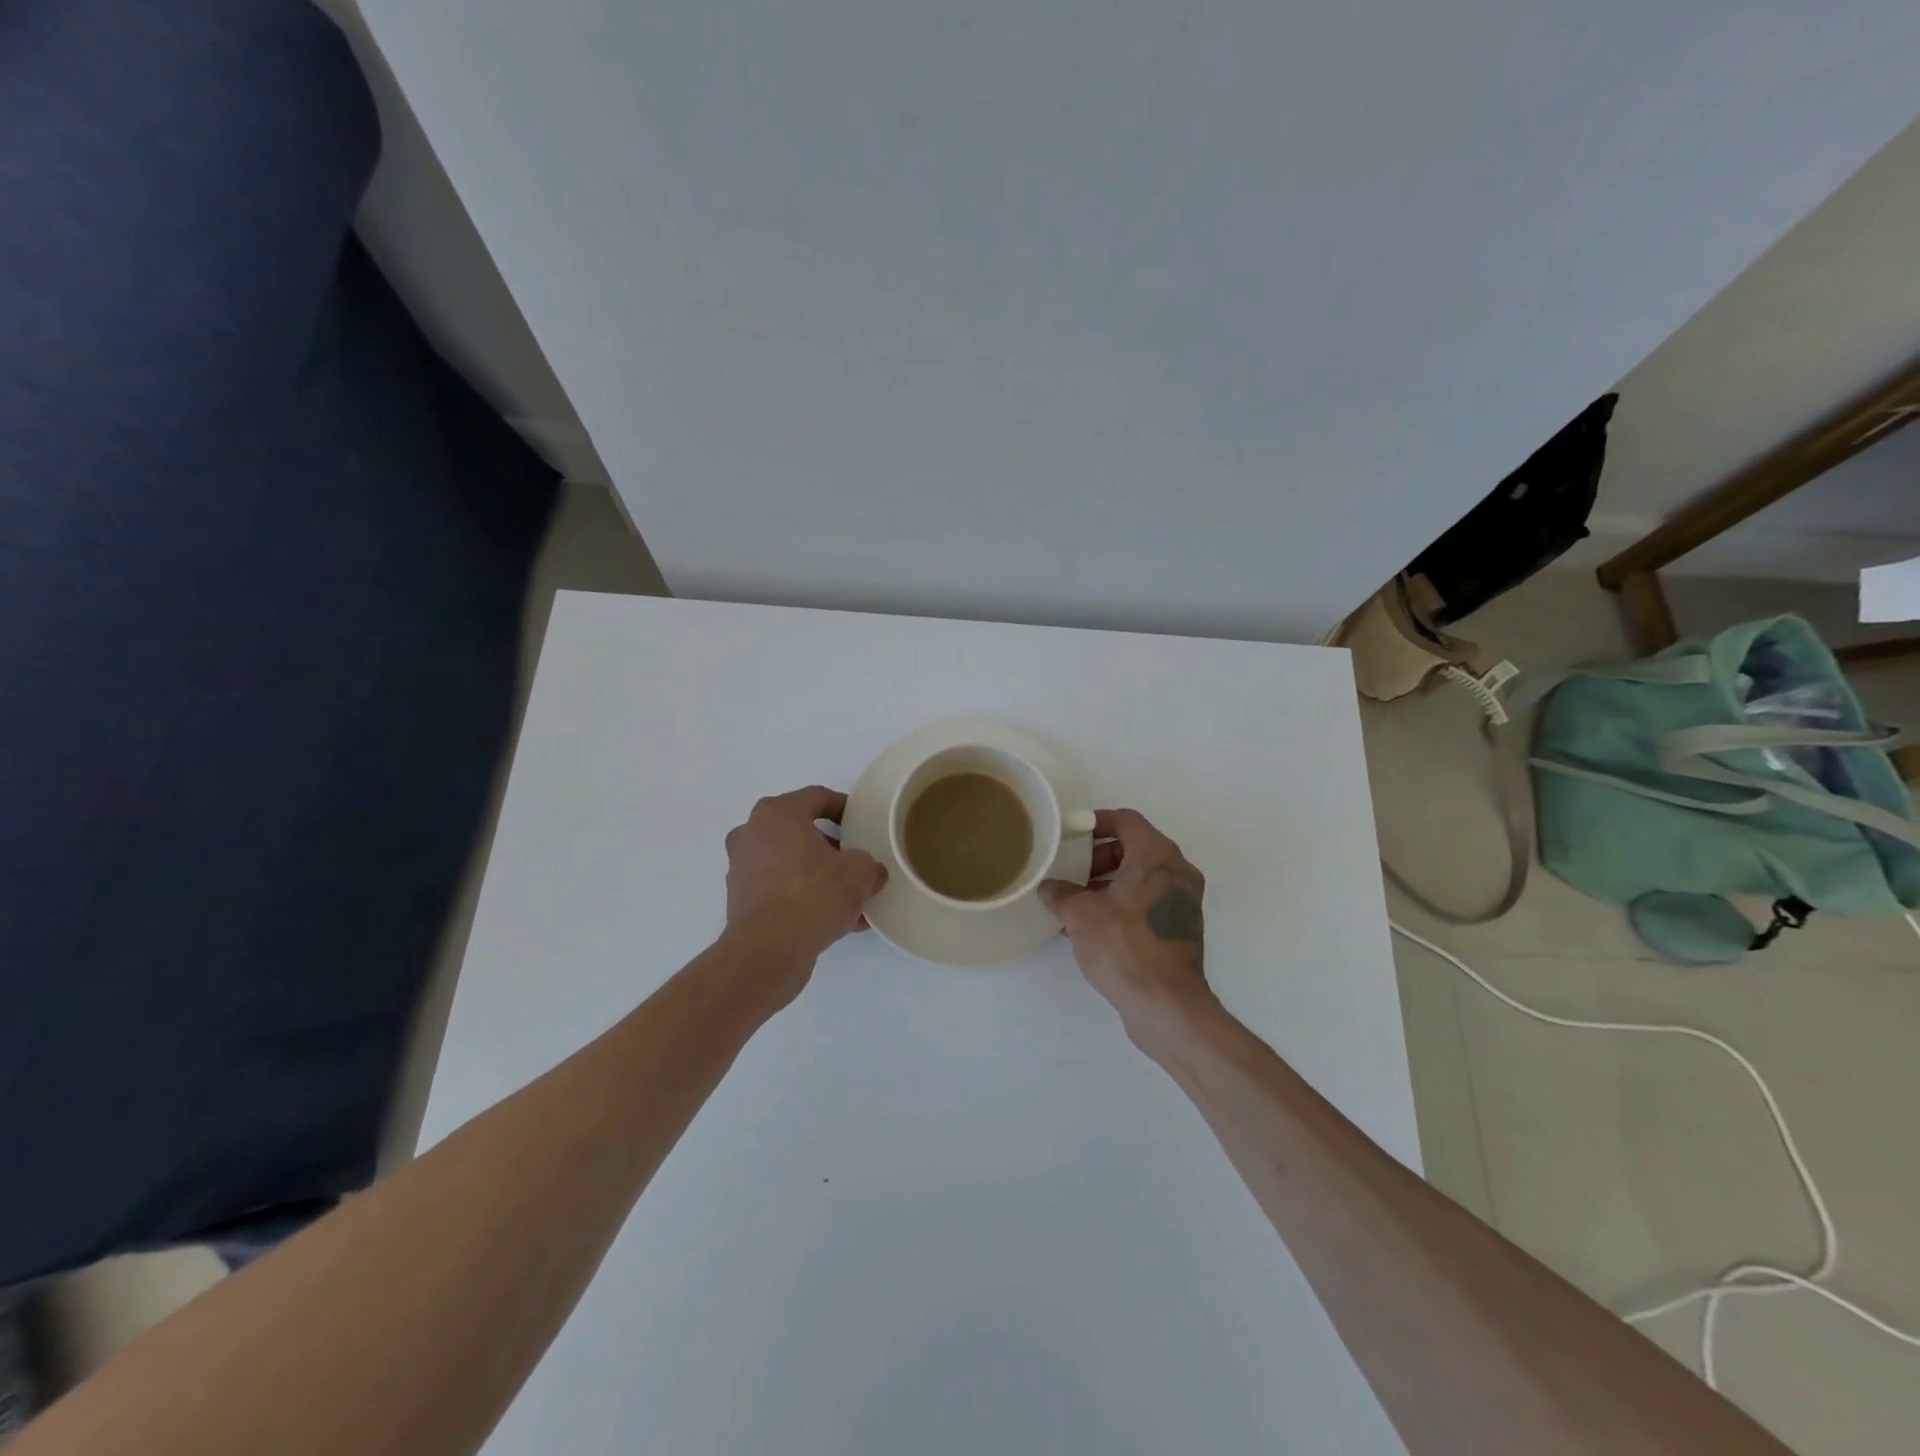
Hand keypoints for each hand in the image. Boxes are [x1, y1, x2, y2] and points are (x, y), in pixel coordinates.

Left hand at [724, 786, 886, 983]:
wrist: (769, 951)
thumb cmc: (814, 894)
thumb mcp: (859, 873)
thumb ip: (869, 864)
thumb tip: (870, 872)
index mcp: (776, 813)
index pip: (817, 797)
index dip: (845, 807)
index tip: (862, 824)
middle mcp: (752, 834)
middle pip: (801, 832)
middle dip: (832, 848)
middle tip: (857, 863)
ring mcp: (742, 868)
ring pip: (792, 864)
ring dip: (820, 876)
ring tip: (852, 900)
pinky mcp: (741, 901)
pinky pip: (782, 890)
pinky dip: (805, 898)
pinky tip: (836, 921)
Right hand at [1038, 809, 1212, 1034]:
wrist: (1166, 1005)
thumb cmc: (1124, 946)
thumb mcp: (1080, 914)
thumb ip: (1061, 893)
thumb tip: (1050, 888)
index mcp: (1157, 855)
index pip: (1126, 820)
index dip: (1096, 821)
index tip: (1071, 834)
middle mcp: (1177, 871)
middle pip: (1134, 847)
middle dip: (1099, 857)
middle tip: (1071, 873)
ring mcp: (1183, 901)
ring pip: (1140, 877)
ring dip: (1108, 884)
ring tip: (1074, 904)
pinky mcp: (1181, 928)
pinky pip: (1147, 902)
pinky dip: (1122, 904)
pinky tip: (1092, 928)